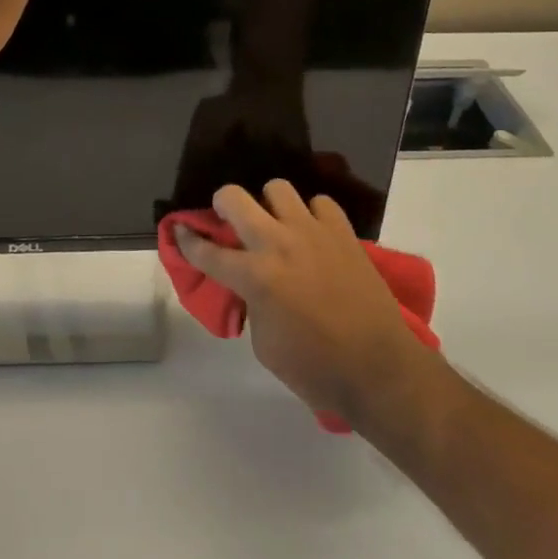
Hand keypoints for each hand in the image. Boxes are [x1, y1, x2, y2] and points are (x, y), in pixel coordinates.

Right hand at [177, 181, 426, 426]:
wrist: (379, 370)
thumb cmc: (317, 369)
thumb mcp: (265, 346)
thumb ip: (251, 304)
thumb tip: (251, 286)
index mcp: (255, 277)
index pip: (207, 251)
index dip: (186, 240)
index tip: (178, 230)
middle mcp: (278, 244)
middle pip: (234, 198)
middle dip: (222, 205)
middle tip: (227, 220)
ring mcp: (312, 232)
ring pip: (276, 188)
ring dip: (270, 206)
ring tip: (276, 225)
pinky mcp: (342, 232)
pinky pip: (319, 204)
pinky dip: (312, 215)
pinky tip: (313, 235)